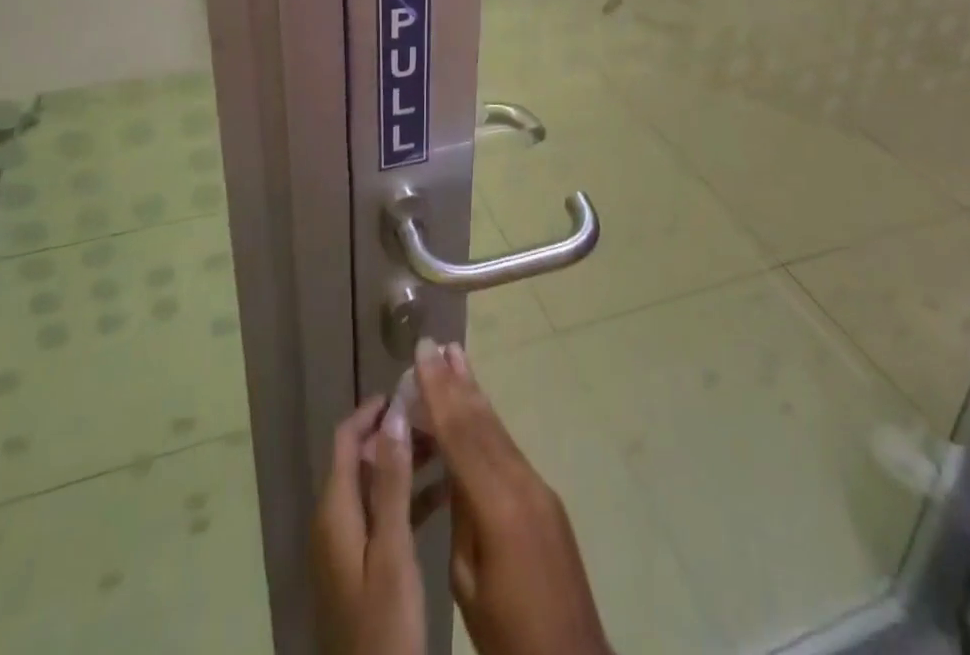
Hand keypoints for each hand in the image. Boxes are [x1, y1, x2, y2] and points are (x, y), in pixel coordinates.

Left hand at [311, 396, 426, 654]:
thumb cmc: (383, 625)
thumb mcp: (392, 550)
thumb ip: (393, 482)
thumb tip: (395, 413)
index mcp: (335, 511)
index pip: (347, 439)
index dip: (374, 410)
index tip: (409, 391)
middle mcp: (335, 521)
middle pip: (363, 459)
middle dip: (397, 433)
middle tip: (437, 418)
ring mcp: (348, 547)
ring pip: (377, 486)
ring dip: (406, 463)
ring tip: (447, 447)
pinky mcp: (363, 567)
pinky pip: (384, 515)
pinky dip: (409, 498)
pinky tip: (444, 494)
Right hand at [414, 340, 611, 654]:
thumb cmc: (509, 633)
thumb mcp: (467, 580)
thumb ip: (461, 515)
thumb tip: (454, 471)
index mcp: (497, 503)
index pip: (460, 434)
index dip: (438, 391)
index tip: (422, 354)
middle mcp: (522, 482)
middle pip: (481, 422)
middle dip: (456, 381)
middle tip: (437, 344)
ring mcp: (539, 487)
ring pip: (497, 430)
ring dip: (473, 394)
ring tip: (455, 359)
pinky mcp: (547, 499)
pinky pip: (509, 450)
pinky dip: (488, 424)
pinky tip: (476, 412)